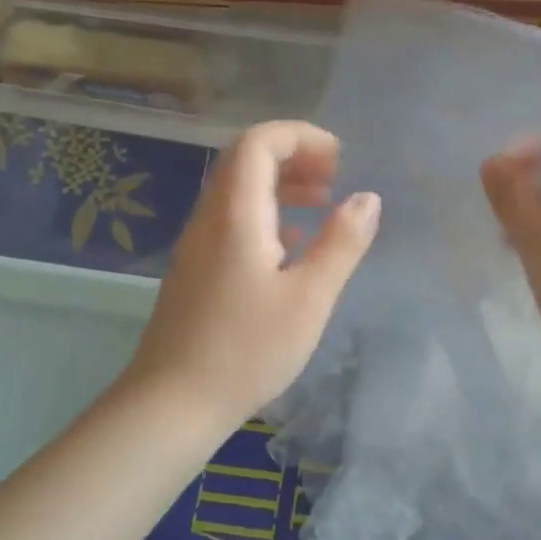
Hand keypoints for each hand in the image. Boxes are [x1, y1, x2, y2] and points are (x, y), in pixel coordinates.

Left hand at [126, 120, 379, 431]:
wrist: (173, 403)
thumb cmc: (247, 350)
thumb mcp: (309, 298)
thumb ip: (341, 243)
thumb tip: (367, 197)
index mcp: (235, 214)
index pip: (259, 142)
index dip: (301, 136)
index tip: (340, 159)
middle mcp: (210, 218)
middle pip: (246, 160)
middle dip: (294, 157)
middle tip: (336, 178)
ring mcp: (197, 245)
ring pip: (239, 192)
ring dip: (282, 187)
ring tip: (323, 205)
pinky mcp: (196, 270)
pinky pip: (233, 221)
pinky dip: (268, 216)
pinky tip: (294, 249)